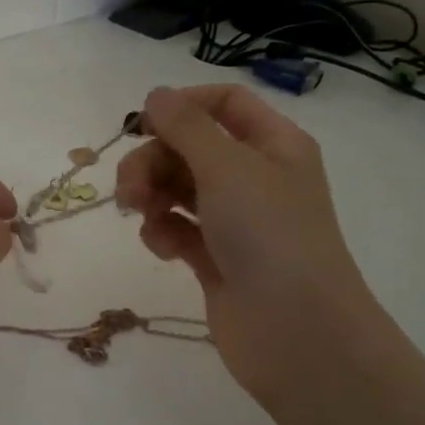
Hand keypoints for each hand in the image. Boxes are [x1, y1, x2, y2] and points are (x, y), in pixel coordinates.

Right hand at [117, 84, 377, 407]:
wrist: (295, 330)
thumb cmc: (268, 233)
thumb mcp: (226, 166)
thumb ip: (185, 126)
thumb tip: (156, 94)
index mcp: (274, 145)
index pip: (225, 103)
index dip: (182, 105)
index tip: (144, 124)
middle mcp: (256, 177)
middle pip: (190, 148)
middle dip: (153, 160)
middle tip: (129, 187)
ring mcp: (235, 221)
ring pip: (178, 189)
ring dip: (151, 194)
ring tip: (139, 213)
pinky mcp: (216, 258)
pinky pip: (178, 229)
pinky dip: (162, 232)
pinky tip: (160, 247)